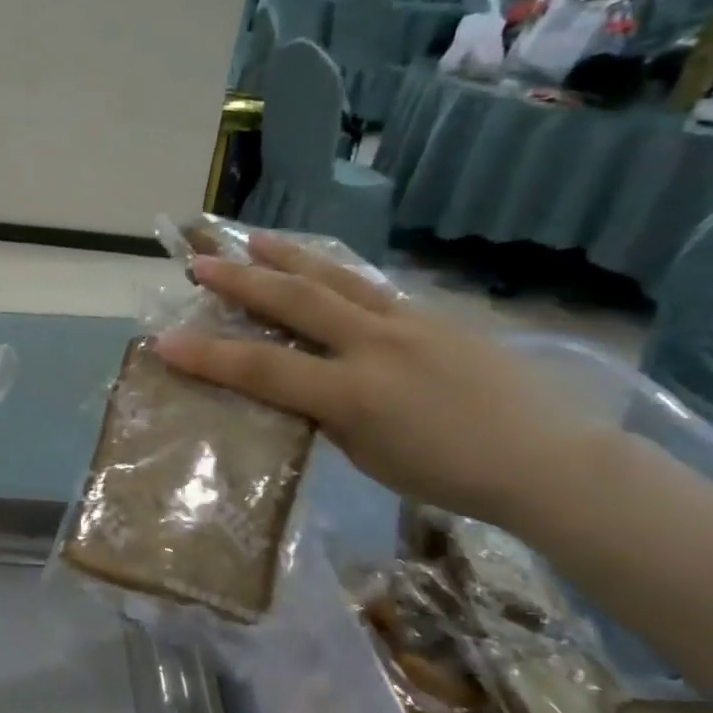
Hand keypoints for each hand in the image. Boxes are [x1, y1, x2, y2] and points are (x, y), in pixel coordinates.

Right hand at [153, 235, 593, 528]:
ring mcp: (409, 321)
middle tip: (201, 262)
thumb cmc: (449, 474)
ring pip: (336, 278)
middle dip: (242, 282)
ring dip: (288, 257)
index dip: (209, 356)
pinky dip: (334, 273)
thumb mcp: (368, 455)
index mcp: (355, 393)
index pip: (264, 369)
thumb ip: (326, 413)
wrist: (546, 459)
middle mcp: (376, 345)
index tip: (165, 342)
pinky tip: (320, 267)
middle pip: (296, 303)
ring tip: (253, 237)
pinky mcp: (434, 314)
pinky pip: (371, 286)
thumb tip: (298, 385)